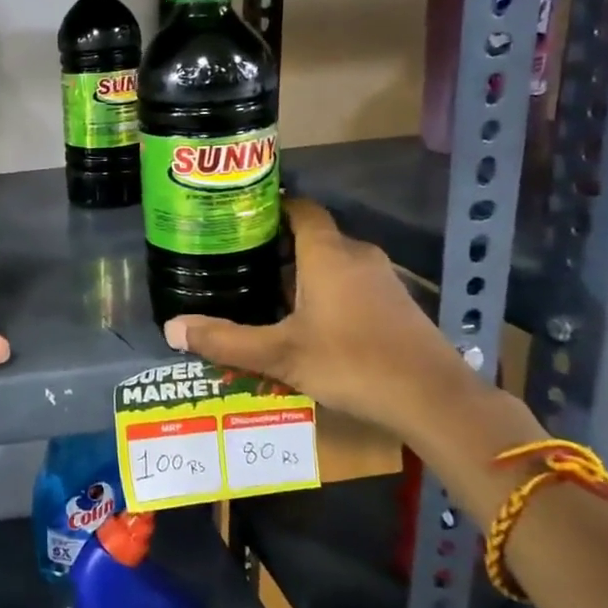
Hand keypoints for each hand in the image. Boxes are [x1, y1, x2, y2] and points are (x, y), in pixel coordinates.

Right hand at [163, 197, 485, 439]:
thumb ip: (224, 340)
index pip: (300, 208)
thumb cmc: (353, 363)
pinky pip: (349, 282)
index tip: (238, 218)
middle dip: (275, 248)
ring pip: (330, 262)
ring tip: (260, 291)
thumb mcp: (280, 354)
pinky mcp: (395, 304)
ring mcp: (381, 280)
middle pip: (311, 237)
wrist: (436, 400)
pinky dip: (323, 290)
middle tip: (236, 262)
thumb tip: (171, 328)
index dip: (270, 207)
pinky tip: (303, 321)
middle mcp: (356, 255)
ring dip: (299, 273)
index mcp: (327, 254)